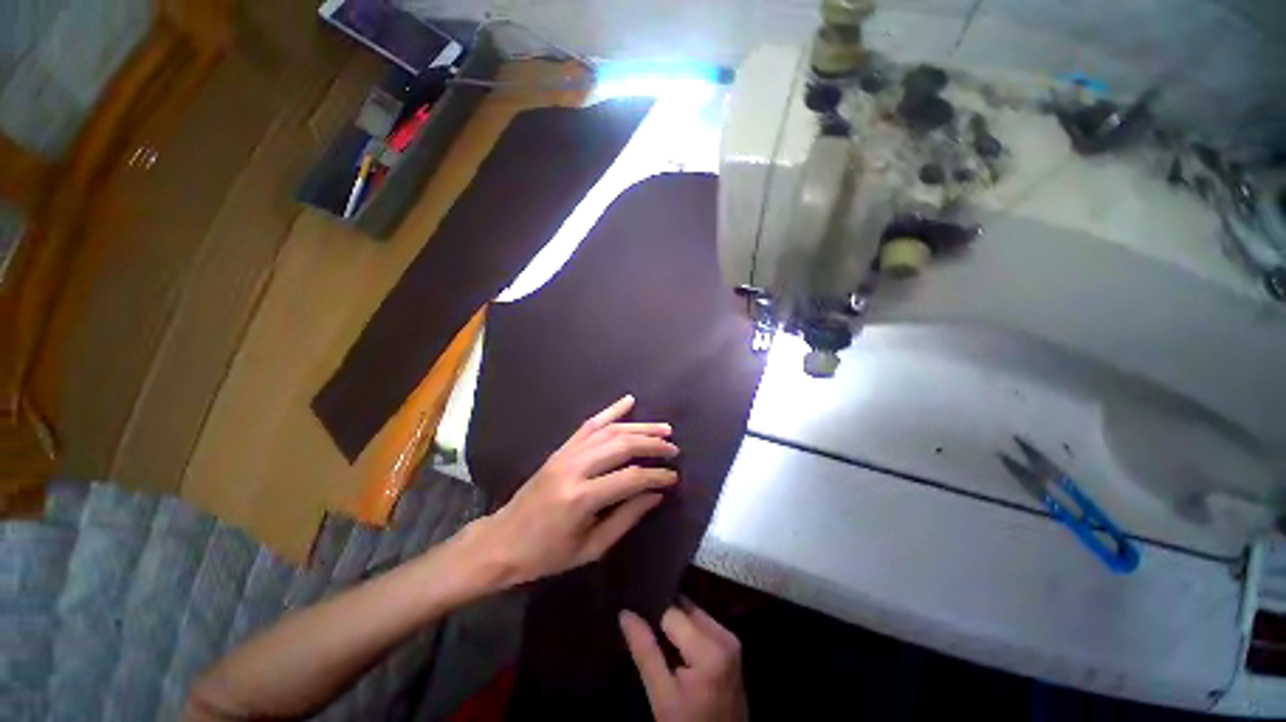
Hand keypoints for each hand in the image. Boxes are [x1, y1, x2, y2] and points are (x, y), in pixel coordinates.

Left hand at [465, 394, 678, 587]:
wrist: (502, 541)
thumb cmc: (547, 554)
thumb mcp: (591, 547)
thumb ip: (626, 518)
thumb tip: (655, 494)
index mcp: (581, 497)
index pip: (630, 477)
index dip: (656, 475)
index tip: (673, 477)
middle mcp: (575, 467)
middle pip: (622, 445)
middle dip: (652, 444)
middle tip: (673, 448)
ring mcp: (566, 453)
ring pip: (609, 431)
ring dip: (639, 427)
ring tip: (663, 428)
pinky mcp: (561, 449)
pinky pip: (589, 424)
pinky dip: (611, 411)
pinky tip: (628, 401)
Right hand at [620, 601, 747, 721]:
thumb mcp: (662, 697)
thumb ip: (645, 652)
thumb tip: (624, 614)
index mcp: (710, 648)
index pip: (671, 613)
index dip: (650, 616)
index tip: (633, 622)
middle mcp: (725, 636)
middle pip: (685, 609)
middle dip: (663, 617)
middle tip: (641, 631)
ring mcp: (731, 640)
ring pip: (693, 614)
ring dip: (675, 624)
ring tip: (655, 641)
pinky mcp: (731, 647)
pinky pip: (703, 626)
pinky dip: (687, 632)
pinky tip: (673, 649)